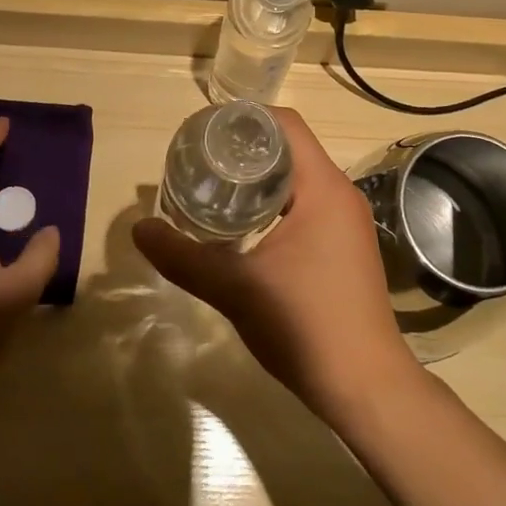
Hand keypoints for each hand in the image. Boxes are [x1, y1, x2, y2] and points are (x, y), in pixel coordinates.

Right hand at [133, 107, 420, 423]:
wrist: (365, 385)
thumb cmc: (305, 324)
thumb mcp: (235, 288)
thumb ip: (184, 257)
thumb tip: (140, 229)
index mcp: (323, 186)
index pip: (286, 125)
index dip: (245, 119)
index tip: (204, 131)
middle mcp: (341, 194)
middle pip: (291, 148)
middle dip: (246, 149)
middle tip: (200, 160)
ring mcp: (348, 221)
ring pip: (300, 179)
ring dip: (262, 177)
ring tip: (216, 187)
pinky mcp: (347, 246)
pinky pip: (309, 204)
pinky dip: (277, 202)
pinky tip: (246, 225)